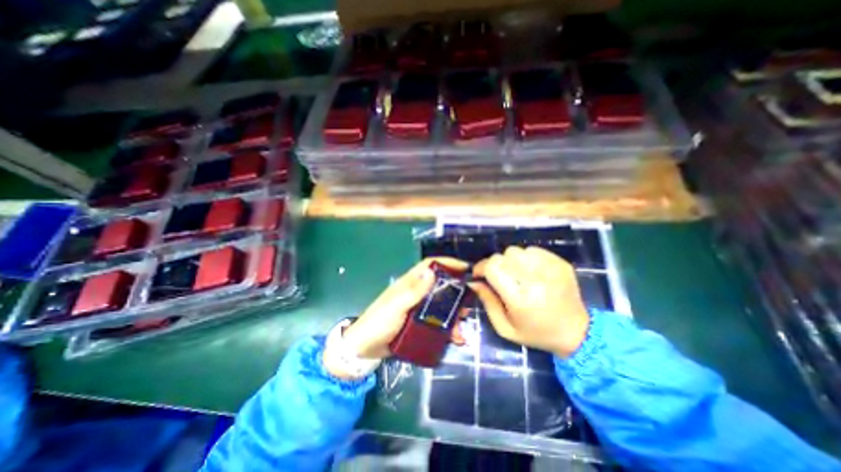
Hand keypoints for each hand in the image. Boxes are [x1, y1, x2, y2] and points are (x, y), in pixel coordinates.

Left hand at [343, 255, 472, 358]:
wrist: (364, 348)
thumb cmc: (379, 322)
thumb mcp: (396, 306)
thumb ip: (413, 291)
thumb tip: (432, 271)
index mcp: (409, 283)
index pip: (430, 265)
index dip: (446, 262)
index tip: (465, 267)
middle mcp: (415, 293)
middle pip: (440, 285)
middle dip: (455, 291)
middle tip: (469, 302)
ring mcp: (417, 308)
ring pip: (441, 305)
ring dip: (454, 313)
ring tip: (463, 324)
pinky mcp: (418, 323)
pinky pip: (437, 322)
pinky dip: (448, 328)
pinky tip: (455, 338)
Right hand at [473, 246, 588, 358]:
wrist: (577, 333)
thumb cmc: (536, 333)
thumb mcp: (505, 328)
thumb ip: (487, 302)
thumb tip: (474, 281)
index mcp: (521, 299)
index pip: (494, 267)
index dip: (481, 267)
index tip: (479, 274)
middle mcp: (536, 281)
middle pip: (505, 255)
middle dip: (496, 264)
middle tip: (499, 277)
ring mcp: (551, 269)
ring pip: (518, 250)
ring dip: (511, 260)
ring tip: (516, 274)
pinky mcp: (561, 264)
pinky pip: (533, 250)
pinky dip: (526, 258)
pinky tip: (530, 271)